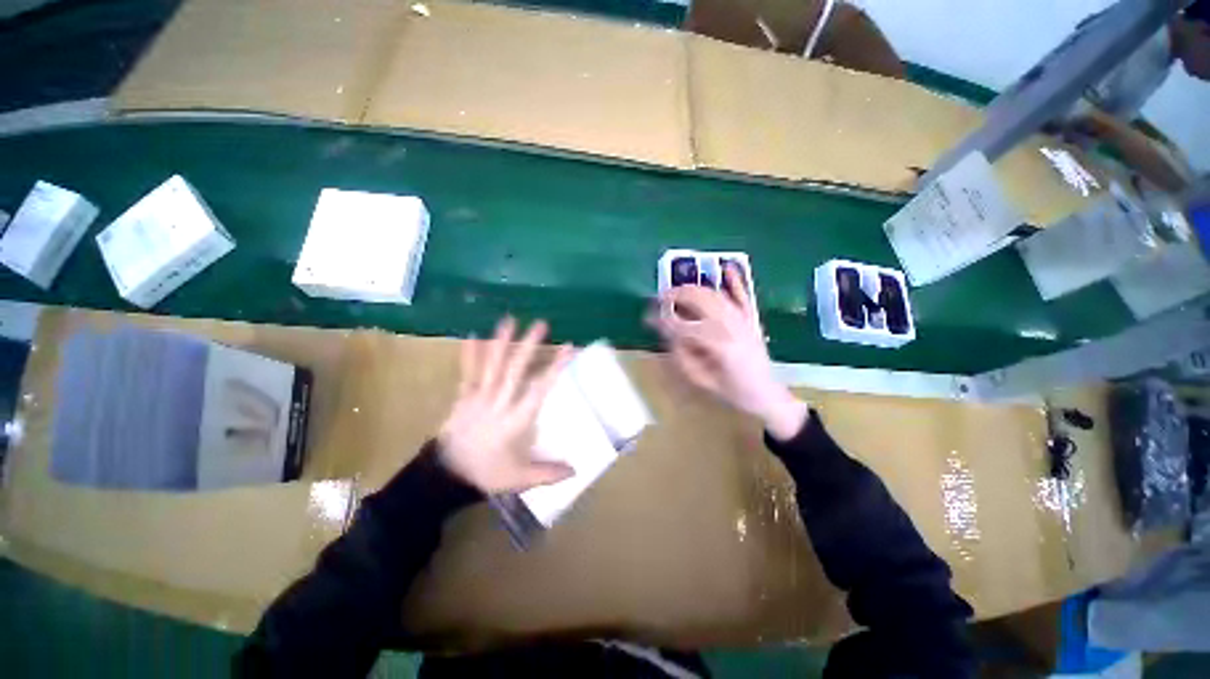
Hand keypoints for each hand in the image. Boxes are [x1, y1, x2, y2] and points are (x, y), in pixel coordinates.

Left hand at [438, 317, 574, 493]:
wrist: (444, 477)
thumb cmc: (485, 474)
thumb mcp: (519, 479)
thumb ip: (548, 473)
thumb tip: (576, 471)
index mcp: (516, 420)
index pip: (540, 389)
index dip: (555, 367)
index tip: (568, 348)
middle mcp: (499, 403)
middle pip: (515, 370)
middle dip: (529, 346)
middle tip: (541, 324)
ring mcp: (478, 398)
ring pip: (492, 366)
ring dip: (501, 342)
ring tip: (509, 320)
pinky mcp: (463, 397)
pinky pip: (468, 373)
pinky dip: (470, 354)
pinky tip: (472, 335)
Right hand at [649, 264, 808, 440]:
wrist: (766, 395)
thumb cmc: (732, 392)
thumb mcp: (701, 380)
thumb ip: (682, 355)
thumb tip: (669, 334)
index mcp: (717, 345)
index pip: (681, 326)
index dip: (661, 321)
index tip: (646, 318)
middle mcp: (730, 326)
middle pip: (698, 300)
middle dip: (675, 296)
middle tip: (659, 299)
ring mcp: (743, 319)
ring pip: (714, 294)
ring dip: (693, 288)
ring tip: (677, 290)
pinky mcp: (751, 319)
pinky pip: (743, 295)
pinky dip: (734, 280)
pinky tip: (726, 267)